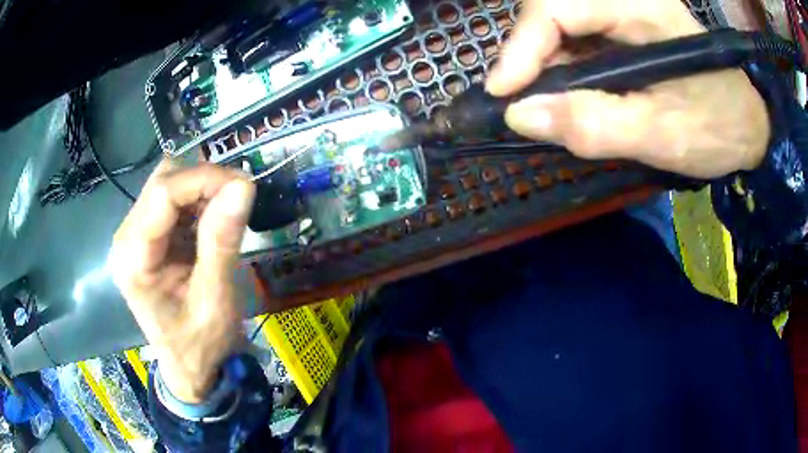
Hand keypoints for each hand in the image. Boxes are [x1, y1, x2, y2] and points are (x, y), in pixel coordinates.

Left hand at [111, 161, 254, 403]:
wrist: (189, 366)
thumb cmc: (200, 343)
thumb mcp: (215, 300)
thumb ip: (222, 242)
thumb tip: (243, 186)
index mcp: (133, 258)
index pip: (163, 194)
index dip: (204, 179)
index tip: (245, 185)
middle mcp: (126, 238)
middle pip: (162, 182)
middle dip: (204, 181)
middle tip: (239, 198)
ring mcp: (134, 235)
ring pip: (167, 184)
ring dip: (201, 189)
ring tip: (227, 212)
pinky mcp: (147, 235)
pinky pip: (172, 200)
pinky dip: (197, 201)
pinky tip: (213, 220)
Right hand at [486, 0, 769, 178]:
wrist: (746, 123)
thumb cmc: (718, 128)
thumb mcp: (663, 136)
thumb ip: (596, 126)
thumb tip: (521, 116)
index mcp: (641, 7)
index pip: (559, 7)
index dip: (521, 47)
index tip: (502, 96)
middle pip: (551, 11)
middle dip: (528, 57)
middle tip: (522, 104)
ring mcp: (622, 9)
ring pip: (558, 26)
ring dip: (543, 65)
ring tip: (546, 106)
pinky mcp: (622, 26)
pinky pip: (575, 39)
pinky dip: (562, 68)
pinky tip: (572, 96)